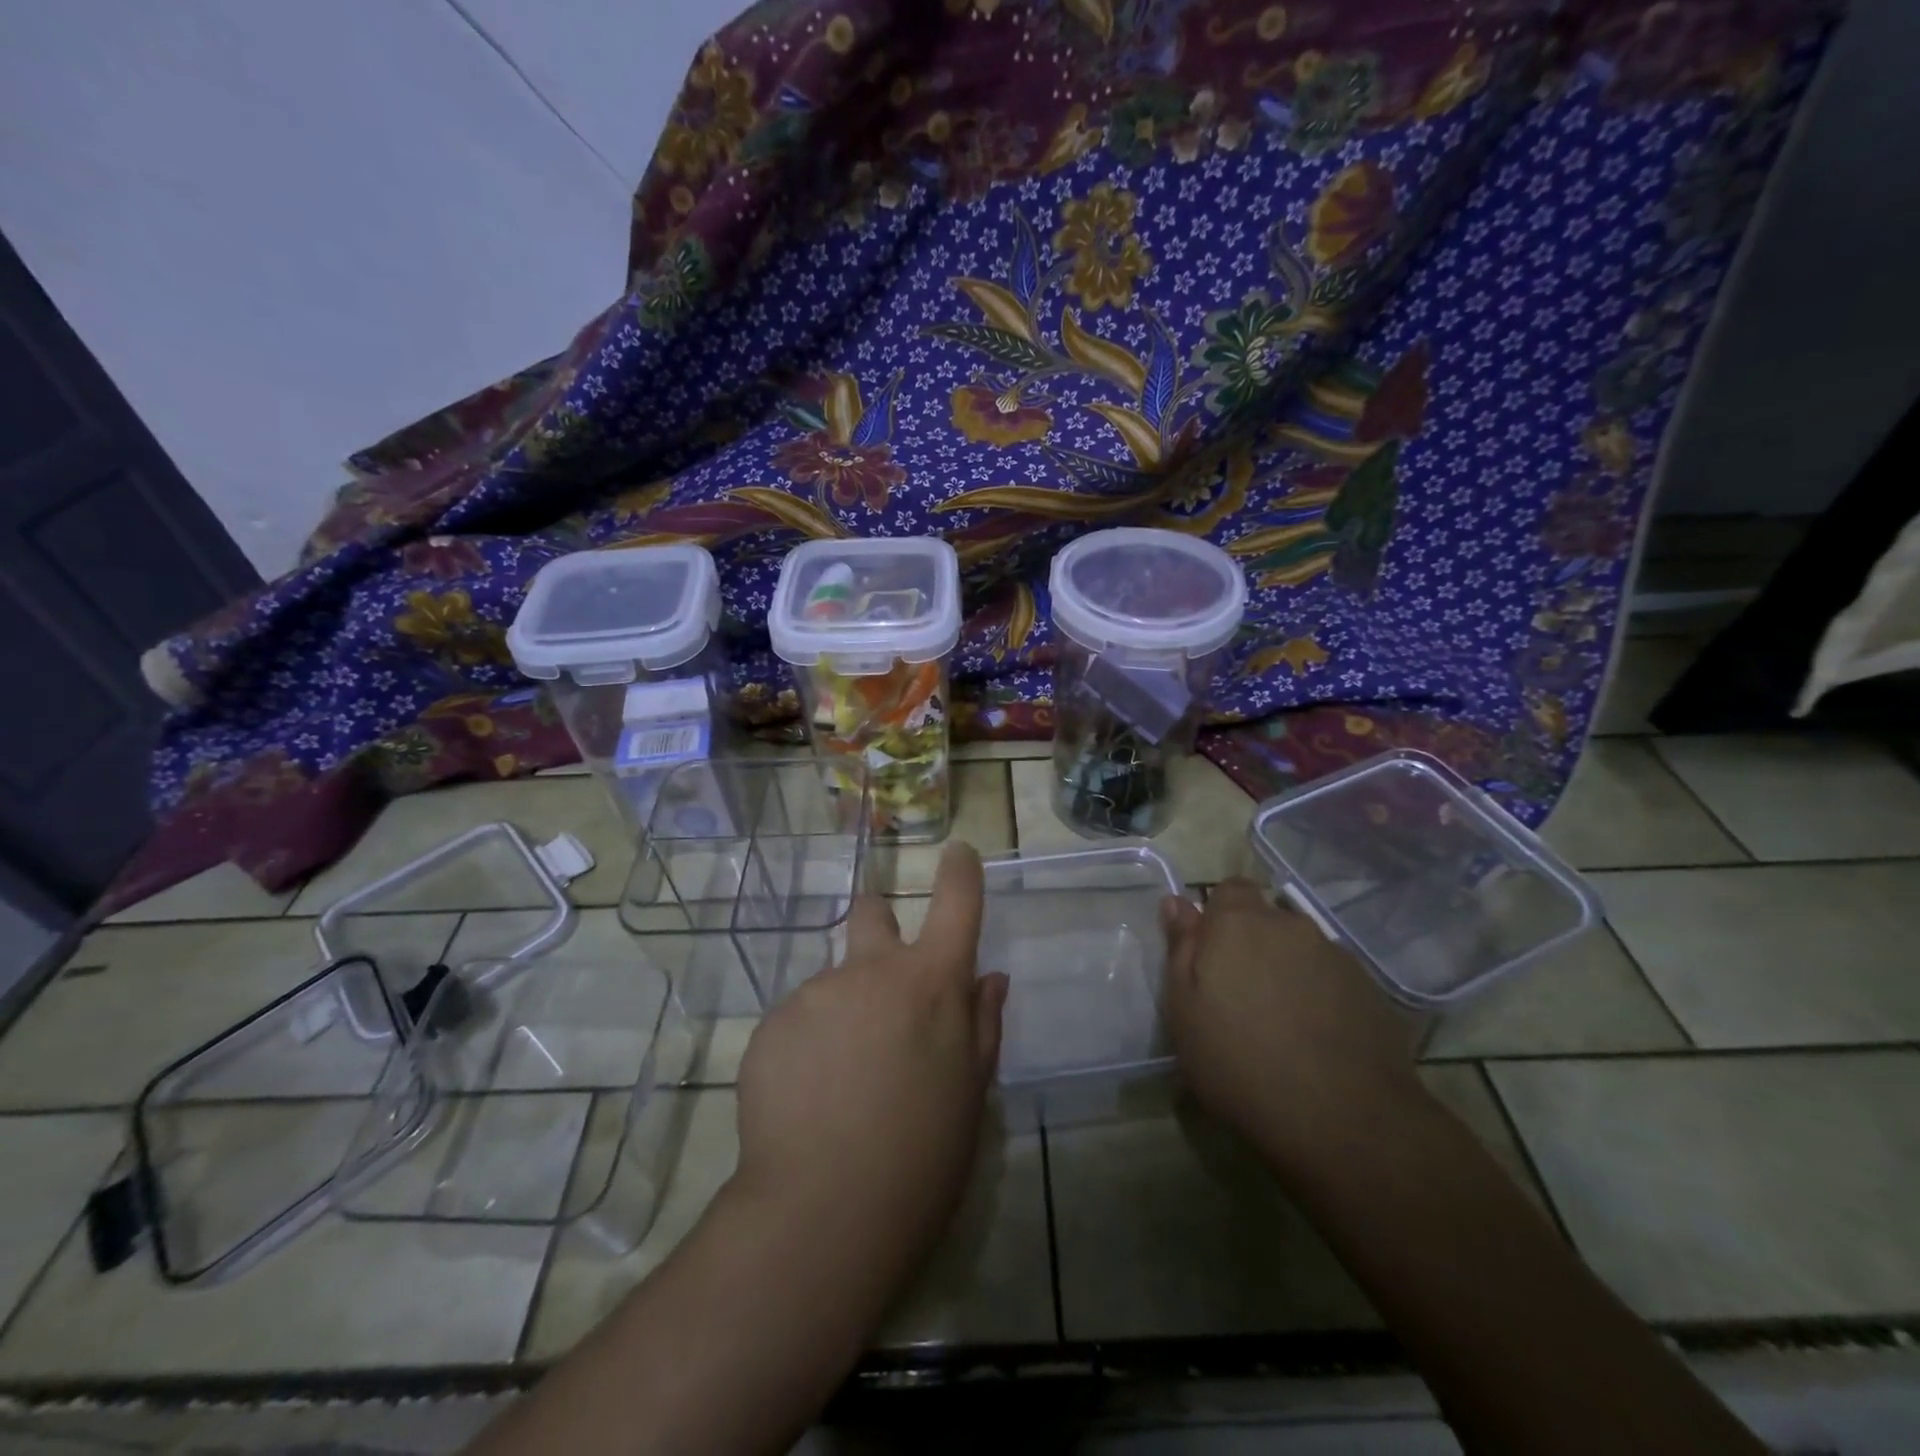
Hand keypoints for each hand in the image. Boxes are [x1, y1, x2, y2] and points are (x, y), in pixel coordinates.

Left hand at [733, 843, 1007, 1288]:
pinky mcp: (771, 1023)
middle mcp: (872, 970)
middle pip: (871, 910)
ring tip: (841, 1082)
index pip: (956, 903)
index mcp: (932, 983)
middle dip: (878, 920)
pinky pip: (798, 1021)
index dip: (960, 871)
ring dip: (842, 1010)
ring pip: (834, 982)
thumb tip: (990, 978)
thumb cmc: (922, 1156)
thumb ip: (982, 1024)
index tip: (957, 853)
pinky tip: (807, 1098)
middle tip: (881, 974)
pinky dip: (807, 1045)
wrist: (824, 1210)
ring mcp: (816, 992)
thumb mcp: (971, 1093)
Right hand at [1162, 878, 1426, 1178]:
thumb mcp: (1184, 1009)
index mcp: (1239, 923)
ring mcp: (1336, 956)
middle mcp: (1290, 926)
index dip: (1219, 916)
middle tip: (1240, 995)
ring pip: (1301, 948)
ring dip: (1288, 970)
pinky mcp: (1371, 990)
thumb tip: (1177, 902)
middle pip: (1267, 918)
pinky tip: (1317, 1038)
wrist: (1342, 1119)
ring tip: (1282, 1022)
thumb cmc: (1239, 1062)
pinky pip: (1333, 978)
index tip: (1211, 955)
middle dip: (1252, 943)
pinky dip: (1321, 995)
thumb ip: (1181, 947)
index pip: (1230, 889)